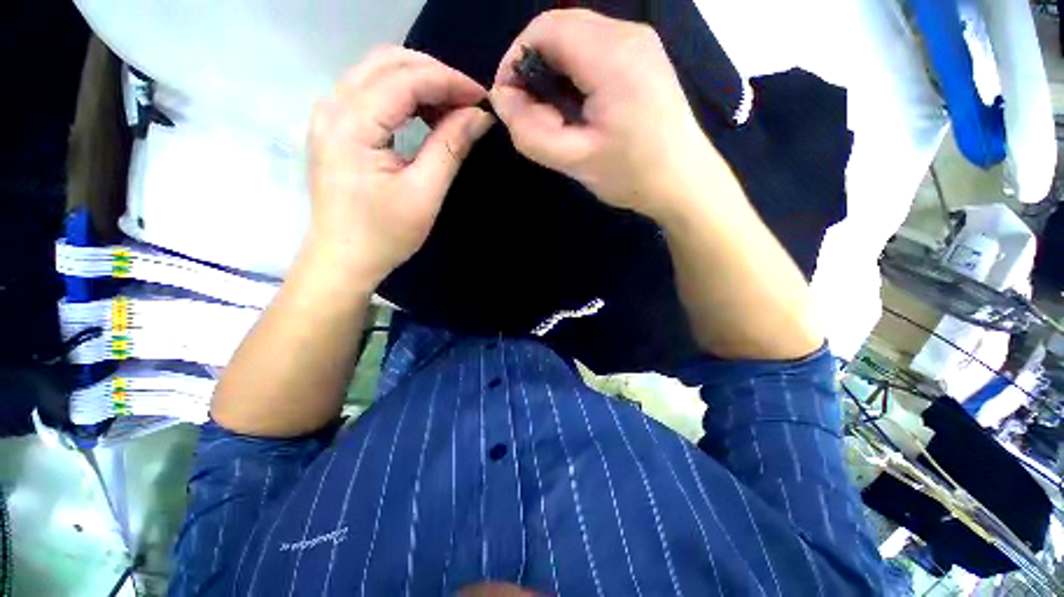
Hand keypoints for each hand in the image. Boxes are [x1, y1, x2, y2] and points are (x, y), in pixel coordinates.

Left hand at [307, 47, 492, 286]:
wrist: (344, 259)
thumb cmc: (385, 234)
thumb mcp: (425, 193)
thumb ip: (451, 147)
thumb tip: (479, 116)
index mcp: (352, 124)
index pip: (405, 79)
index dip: (449, 81)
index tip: (482, 98)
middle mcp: (332, 107)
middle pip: (387, 62)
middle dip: (434, 74)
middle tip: (468, 101)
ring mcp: (328, 115)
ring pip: (377, 72)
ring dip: (419, 82)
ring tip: (452, 108)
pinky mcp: (333, 127)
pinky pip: (370, 92)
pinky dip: (403, 95)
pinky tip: (424, 114)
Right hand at [490, 9, 724, 224]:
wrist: (685, 183)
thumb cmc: (632, 175)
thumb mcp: (575, 161)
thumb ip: (530, 132)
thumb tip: (502, 99)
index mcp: (612, 56)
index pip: (545, 29)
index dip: (515, 60)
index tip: (510, 103)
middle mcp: (628, 34)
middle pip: (560, 29)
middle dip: (534, 69)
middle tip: (533, 116)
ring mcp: (641, 43)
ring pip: (577, 39)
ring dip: (554, 74)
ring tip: (556, 117)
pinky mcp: (644, 58)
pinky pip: (595, 51)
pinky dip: (574, 75)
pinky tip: (578, 109)